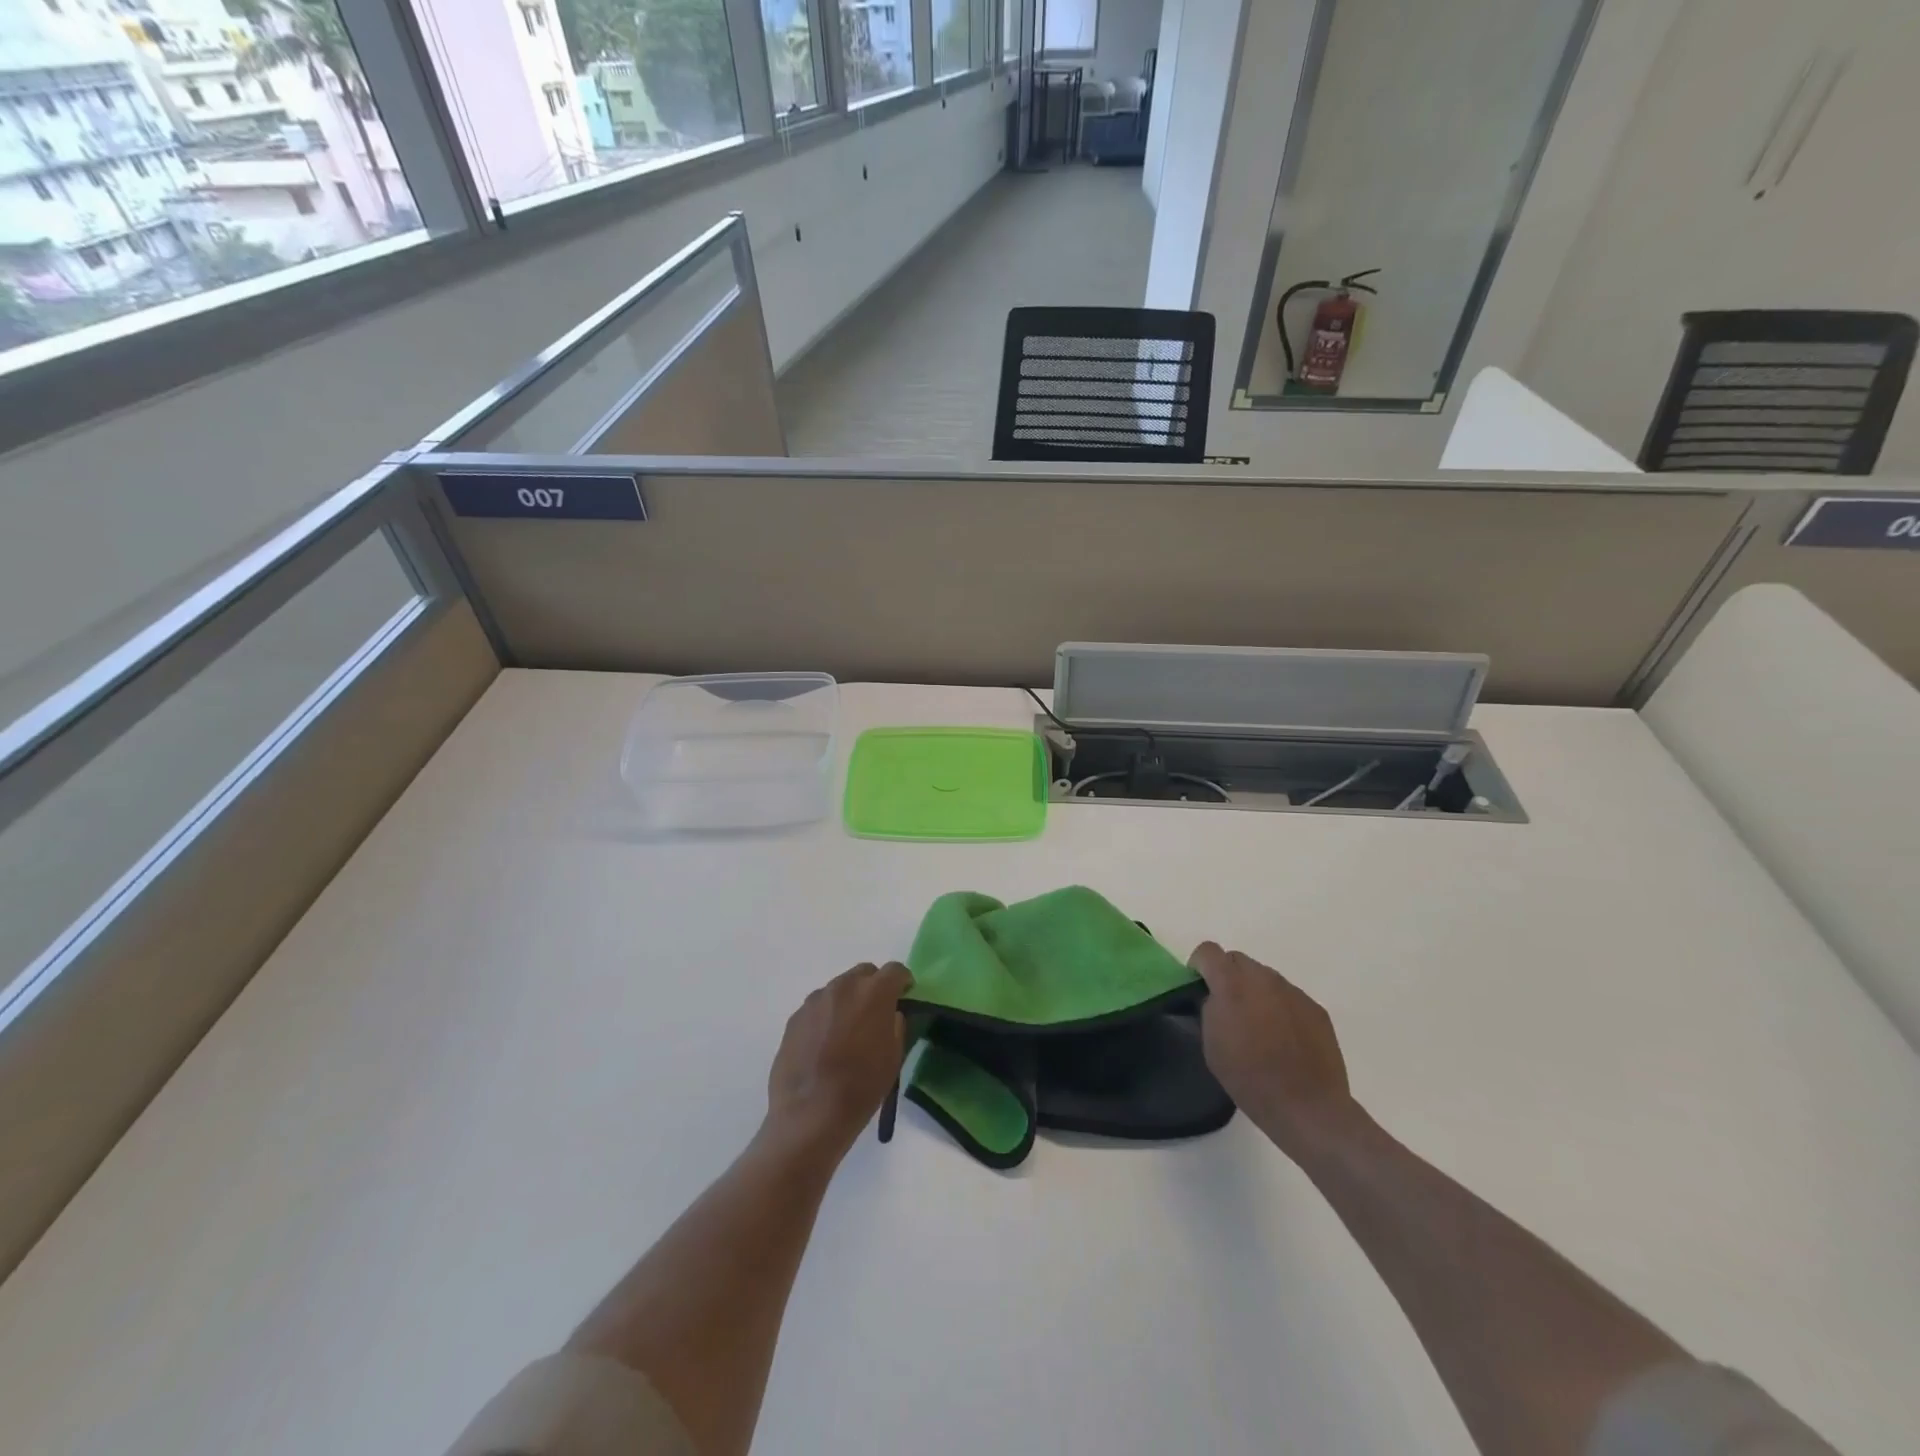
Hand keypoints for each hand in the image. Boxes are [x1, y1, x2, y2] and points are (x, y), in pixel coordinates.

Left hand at [766, 963, 911, 1154]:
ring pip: (839, 988)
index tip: (905, 996)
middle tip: (876, 1013)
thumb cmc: (861, 1087)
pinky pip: (818, 1007)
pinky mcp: (795, 1017)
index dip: (903, 981)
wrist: (809, 1114)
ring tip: (847, 1031)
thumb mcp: (894, 1057)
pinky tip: (825, 1043)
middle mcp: (843, 986)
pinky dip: (827, 1016)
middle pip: (864, 973)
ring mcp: (815, 1000)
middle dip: (874, 986)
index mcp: (874, 992)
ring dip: (848, 1000)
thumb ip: (896, 1025)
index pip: (895, 970)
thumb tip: (889, 1015)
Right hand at [1189, 942, 1358, 1160]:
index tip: (1199, 986)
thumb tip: (1215, 997)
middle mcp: (1263, 978)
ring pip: (1265, 977)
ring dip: (1255, 991)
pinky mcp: (1315, 1008)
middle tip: (1228, 1008)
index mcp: (1232, 985)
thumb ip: (1209, 1009)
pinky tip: (1284, 1038)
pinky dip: (1279, 1007)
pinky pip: (1288, 996)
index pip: (1208, 951)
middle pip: (1238, 960)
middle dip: (1228, 976)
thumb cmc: (1250, 1079)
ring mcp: (1293, 991)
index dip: (1199, 965)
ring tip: (1259, 1026)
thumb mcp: (1212, 1044)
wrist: (1307, 1107)